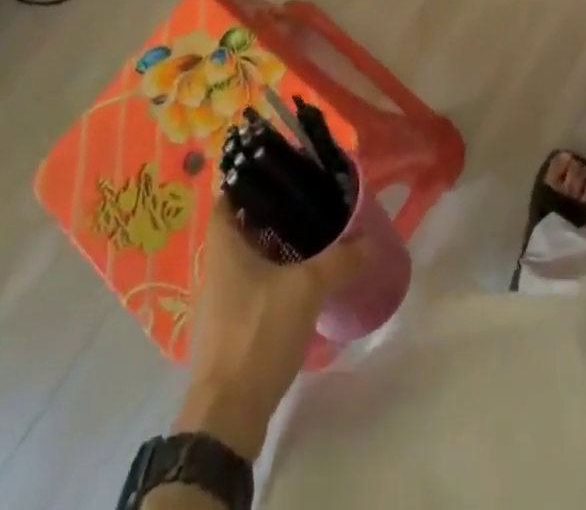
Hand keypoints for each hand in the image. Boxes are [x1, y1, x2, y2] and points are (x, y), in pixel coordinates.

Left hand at [176, 200, 364, 457]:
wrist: (227, 415)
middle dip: (272, 211)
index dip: (252, 177)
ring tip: (311, 235)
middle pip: (242, 224)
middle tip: (307, 200)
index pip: (230, 194)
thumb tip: (370, 240)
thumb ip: (339, 261)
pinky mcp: (228, 327)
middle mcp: (215, 265)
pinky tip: (300, 281)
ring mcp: (219, 299)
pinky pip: (251, 285)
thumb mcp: (306, 289)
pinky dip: (272, 275)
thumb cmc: (257, 333)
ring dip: (274, 245)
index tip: (283, 169)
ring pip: (247, 256)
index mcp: (223, 244)